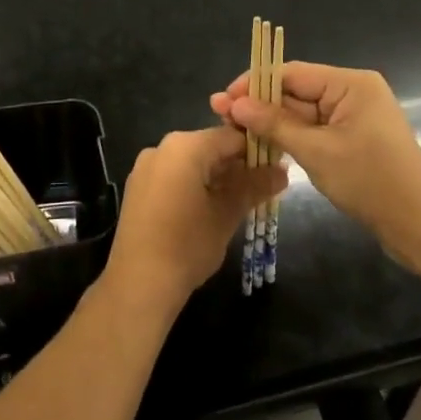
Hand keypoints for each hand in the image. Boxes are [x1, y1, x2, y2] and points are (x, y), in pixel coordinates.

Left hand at [106, 126, 287, 309]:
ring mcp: (146, 167)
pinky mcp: (138, 188)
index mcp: (184, 146)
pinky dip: (194, 185)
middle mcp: (161, 148)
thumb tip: (282, 171)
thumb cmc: (187, 244)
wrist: (138, 283)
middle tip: (261, 189)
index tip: (275, 169)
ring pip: (191, 162)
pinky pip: (173, 175)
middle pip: (209, 147)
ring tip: (239, 202)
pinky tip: (208, 210)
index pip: (230, 136)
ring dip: (216, 177)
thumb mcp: (227, 214)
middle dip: (236, 166)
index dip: (256, 150)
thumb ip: (254, 187)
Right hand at [211, 62, 420, 254]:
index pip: (291, 73)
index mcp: (351, 83)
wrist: (419, 226)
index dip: (254, 84)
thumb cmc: (369, 181)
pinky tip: (264, 142)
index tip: (222, 99)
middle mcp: (354, 91)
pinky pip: (316, 128)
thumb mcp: (315, 151)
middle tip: (221, 116)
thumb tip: (234, 103)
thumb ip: (273, 124)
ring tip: (234, 129)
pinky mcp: (355, 137)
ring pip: (303, 112)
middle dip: (259, 104)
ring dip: (272, 121)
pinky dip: (292, 135)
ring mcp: (355, 115)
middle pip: (296, 90)